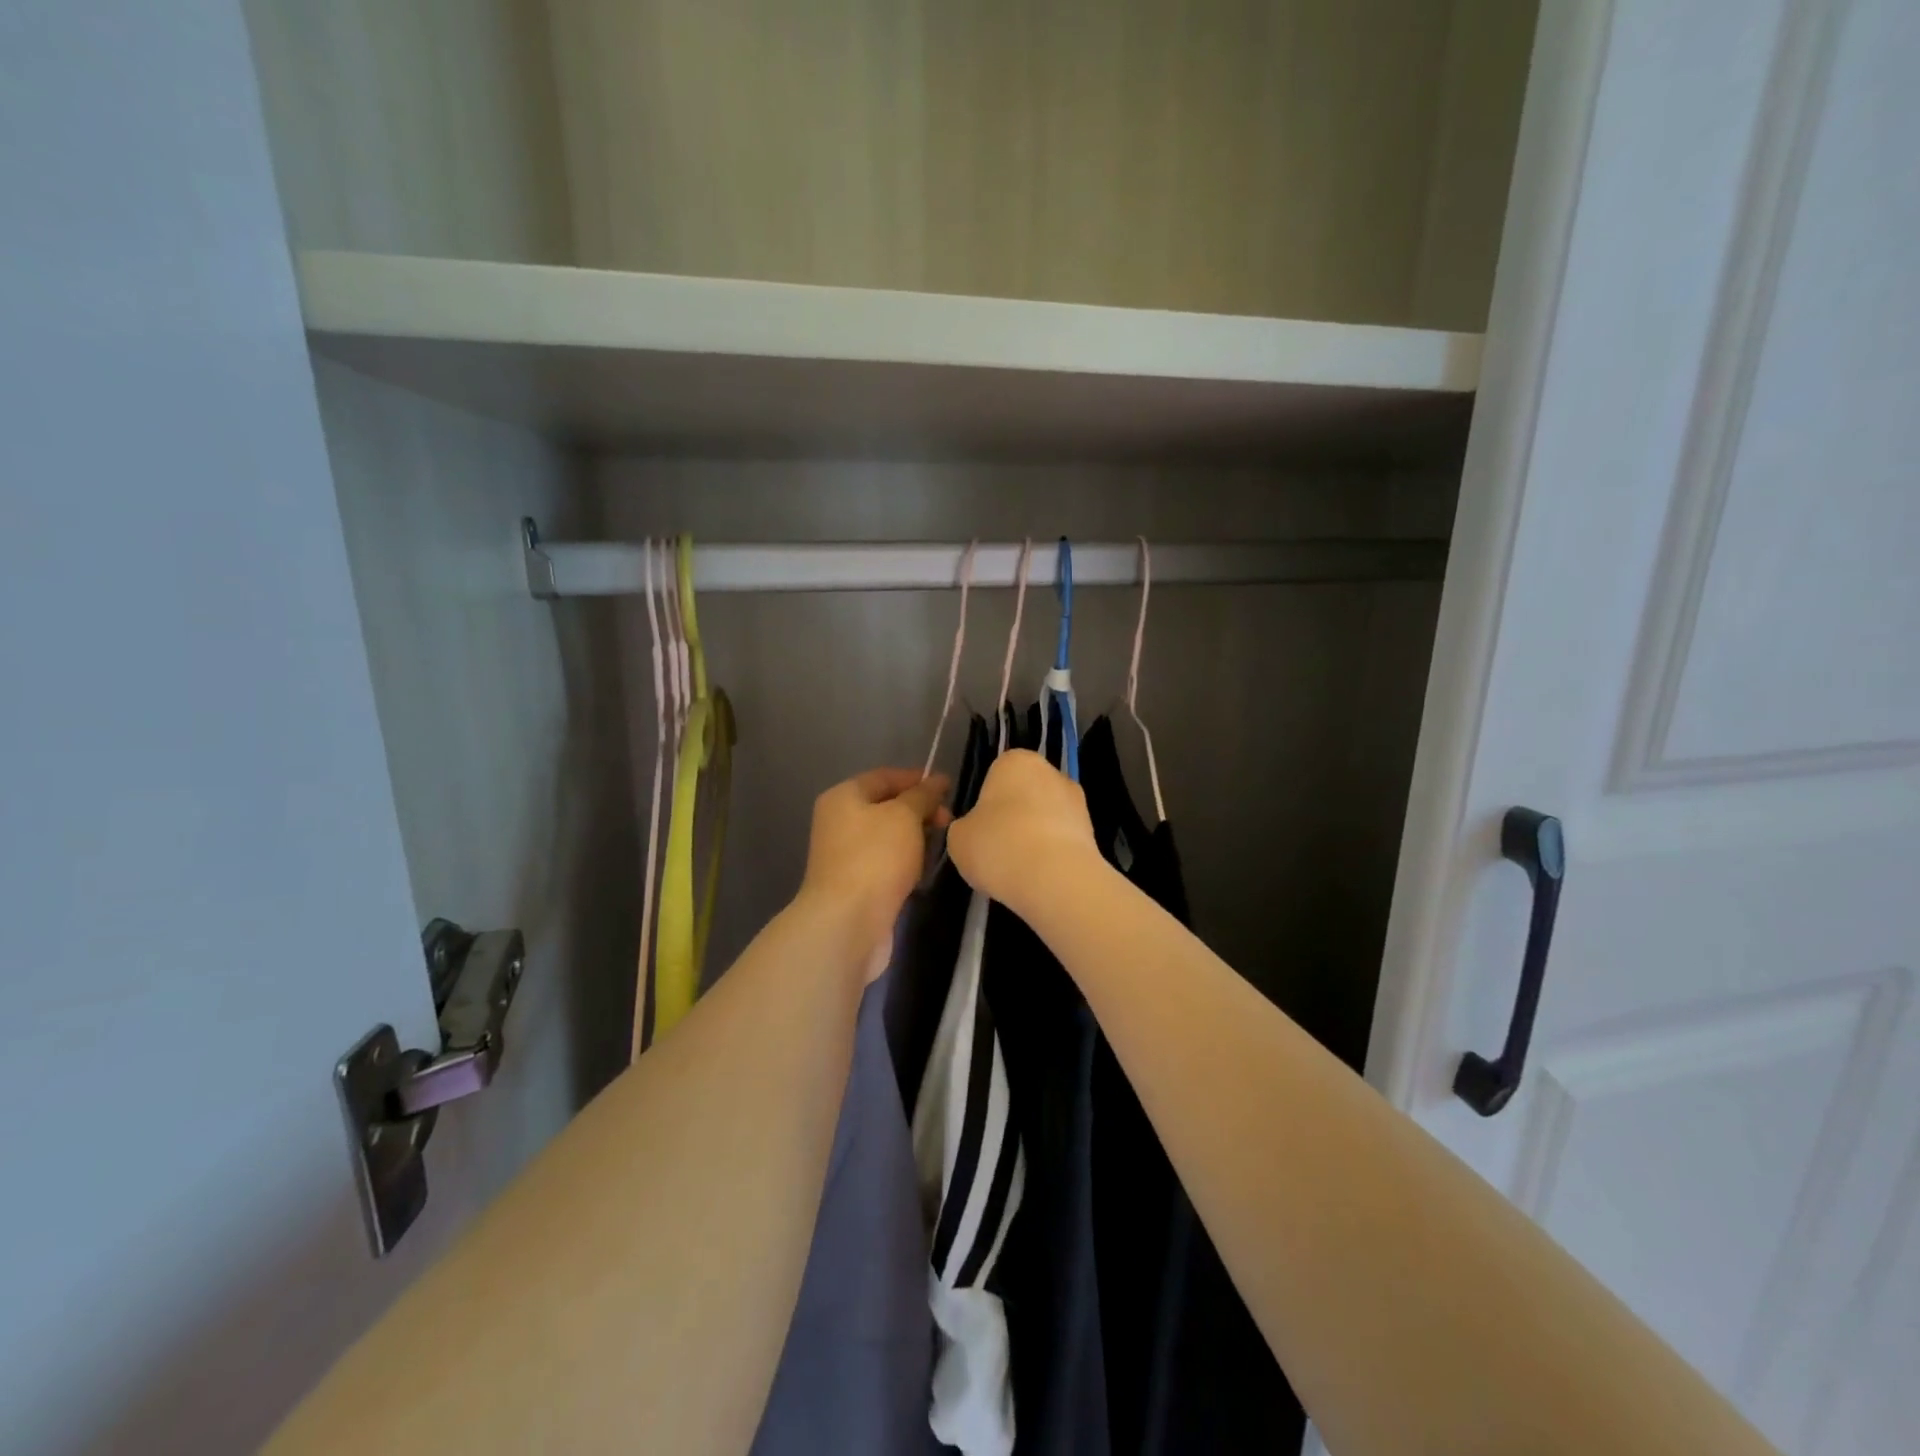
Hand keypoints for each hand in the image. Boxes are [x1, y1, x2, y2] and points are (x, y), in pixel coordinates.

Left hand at [799, 768, 951, 978]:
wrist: (847, 922)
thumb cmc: (876, 858)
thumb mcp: (904, 816)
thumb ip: (923, 795)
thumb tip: (937, 780)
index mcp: (844, 797)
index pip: (885, 777)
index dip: (917, 779)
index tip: (949, 789)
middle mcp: (839, 822)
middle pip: (886, 806)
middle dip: (920, 810)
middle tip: (949, 821)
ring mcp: (845, 855)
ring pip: (888, 837)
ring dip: (915, 839)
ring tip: (940, 845)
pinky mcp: (855, 884)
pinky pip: (886, 863)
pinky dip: (905, 863)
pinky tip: (922, 871)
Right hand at [946, 749, 1102, 912]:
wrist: (1055, 879)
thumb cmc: (998, 846)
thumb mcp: (958, 838)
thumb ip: (965, 827)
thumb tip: (976, 831)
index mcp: (1015, 761)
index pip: (996, 774)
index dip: (985, 803)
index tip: (980, 828)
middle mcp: (1051, 772)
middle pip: (1024, 794)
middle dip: (1013, 817)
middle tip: (997, 848)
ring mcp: (1077, 801)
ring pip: (1046, 817)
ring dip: (1035, 836)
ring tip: (1019, 869)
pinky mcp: (1094, 832)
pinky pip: (1062, 840)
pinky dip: (1052, 855)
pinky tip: (1039, 877)